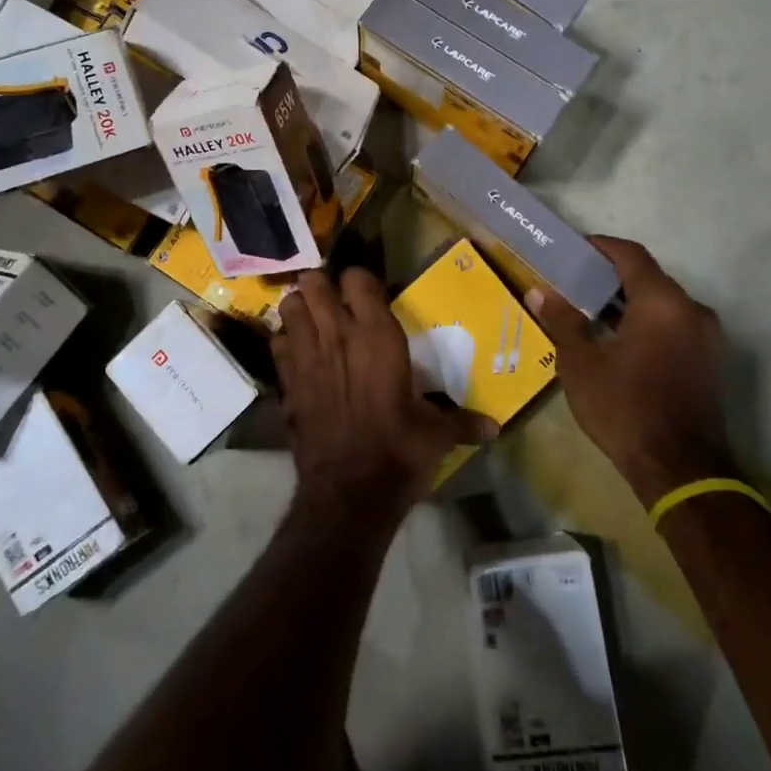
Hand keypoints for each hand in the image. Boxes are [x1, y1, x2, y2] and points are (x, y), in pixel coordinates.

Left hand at [273, 269, 497, 518]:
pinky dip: (284, 343)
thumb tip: (494, 428)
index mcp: (376, 335)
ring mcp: (306, 355)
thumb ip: (462, 422)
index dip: (360, 281)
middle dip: (321, 286)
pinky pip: (277, 343)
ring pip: (289, 305)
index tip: (368, 295)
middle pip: (314, 282)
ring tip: (312, 321)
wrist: (349, 492)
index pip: (358, 278)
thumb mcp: (437, 435)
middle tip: (334, 302)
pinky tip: (298, 357)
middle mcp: (337, 334)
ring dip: (299, 308)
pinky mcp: (286, 381)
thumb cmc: (399, 452)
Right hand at [528, 236, 733, 505]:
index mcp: (662, 302)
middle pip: (648, 277)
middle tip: (574, 282)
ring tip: (590, 311)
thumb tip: (540, 292)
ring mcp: (706, 337)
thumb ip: (563, 321)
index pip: (630, 254)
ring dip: (628, 301)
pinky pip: (674, 325)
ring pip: (662, 303)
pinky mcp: (709, 361)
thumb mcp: (581, 363)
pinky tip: (617, 339)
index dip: (599, 247)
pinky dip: (646, 322)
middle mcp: (691, 310)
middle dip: (610, 276)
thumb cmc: (625, 407)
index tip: (572, 251)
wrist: (680, 470)